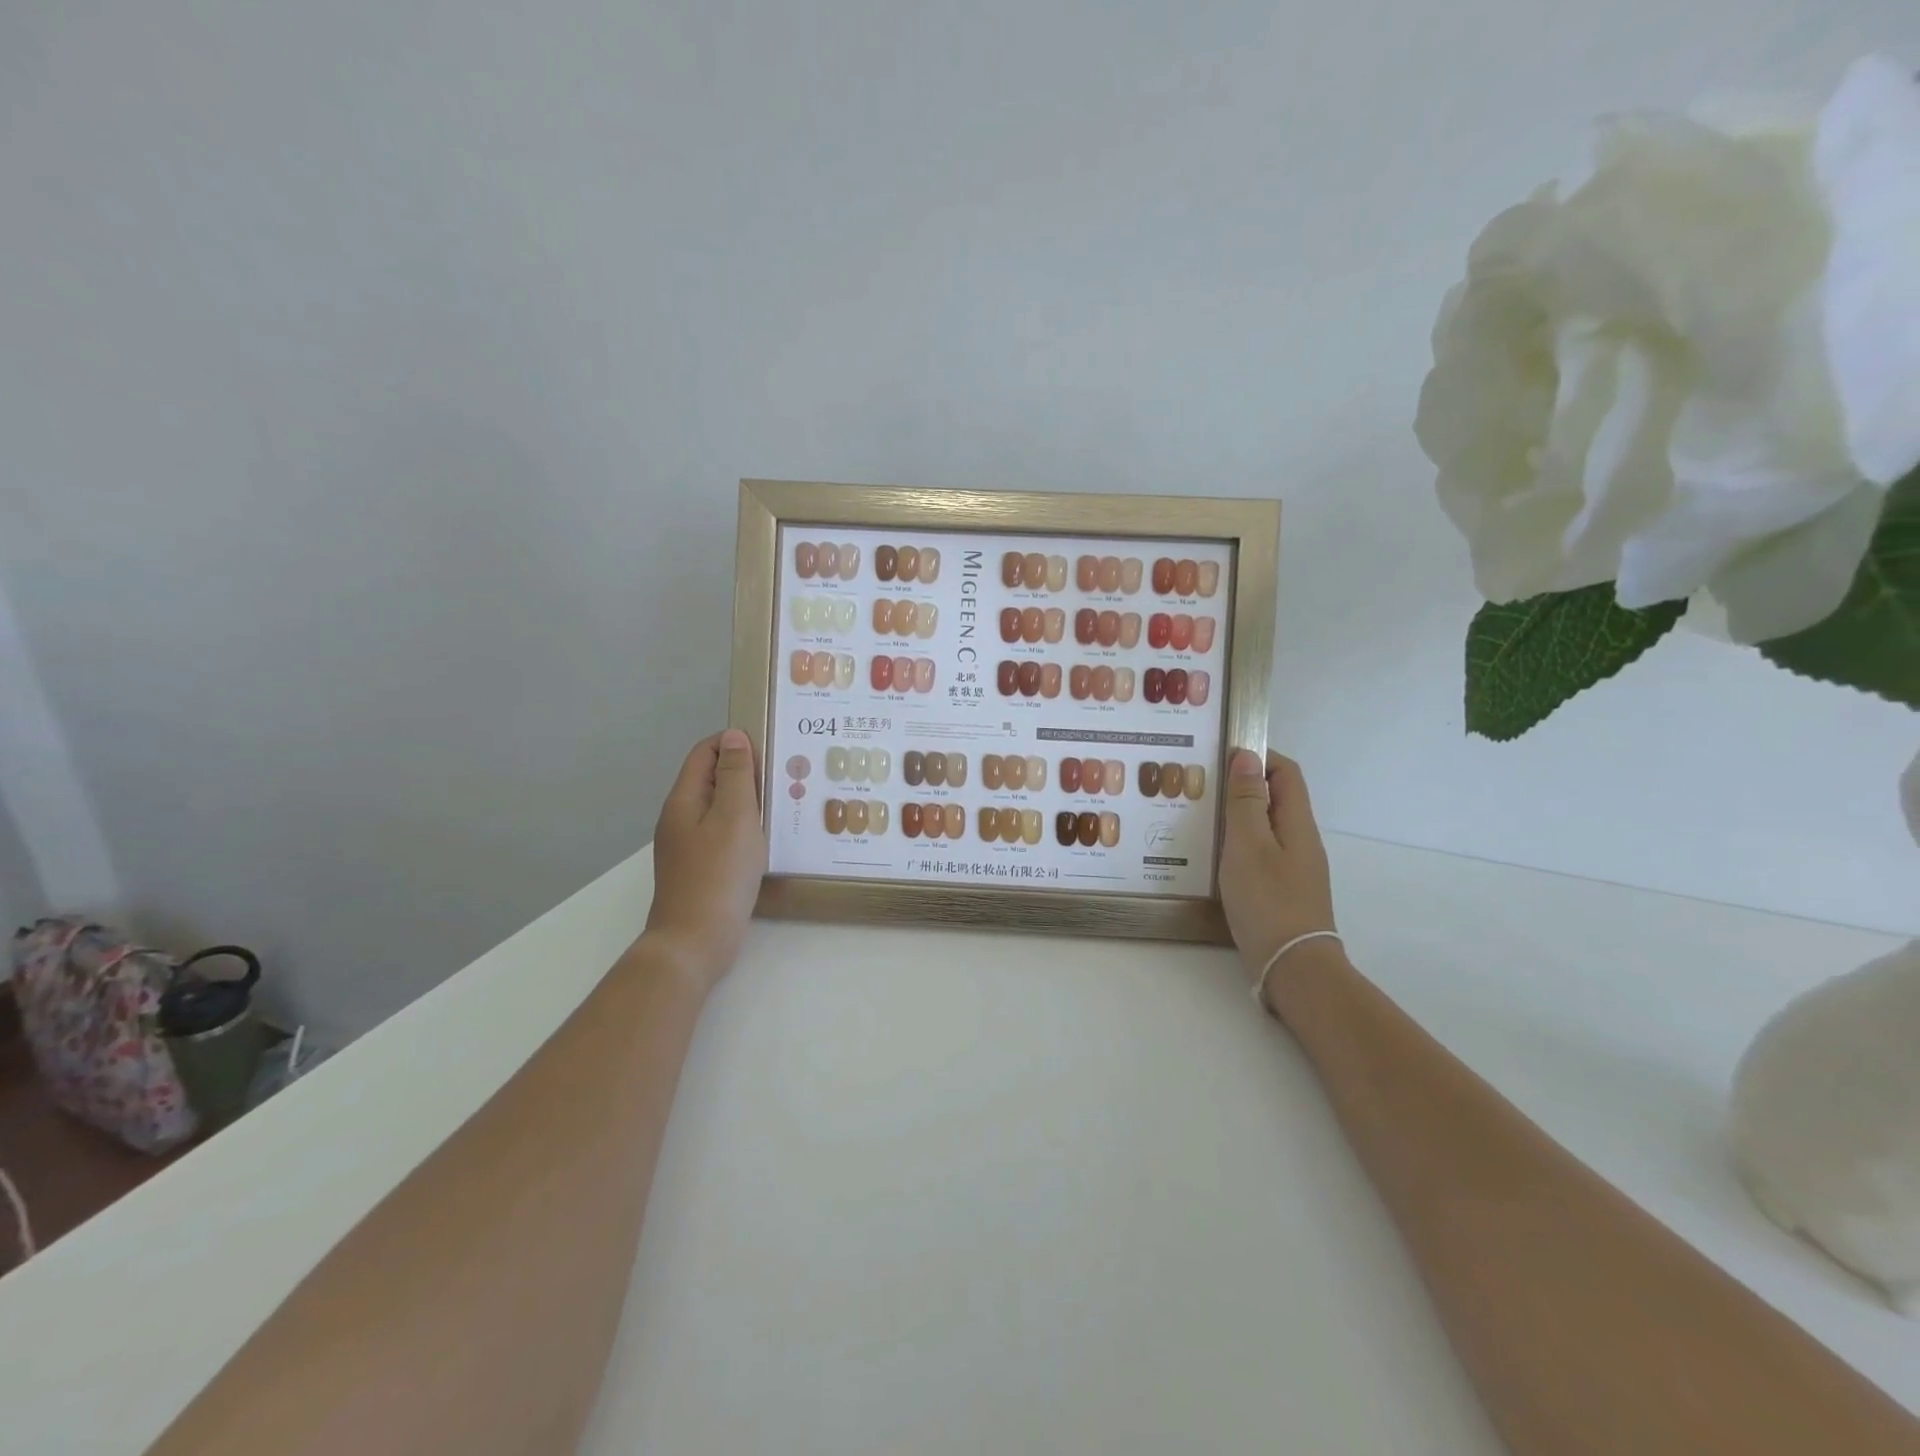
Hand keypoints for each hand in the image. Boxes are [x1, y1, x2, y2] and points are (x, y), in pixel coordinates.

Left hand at [644, 729, 768, 991]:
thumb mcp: (734, 817)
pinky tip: (770, 839)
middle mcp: (680, 818)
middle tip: (786, 775)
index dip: (734, 743)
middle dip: (746, 772)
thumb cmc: (718, 874)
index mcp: (683, 800)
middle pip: (712, 780)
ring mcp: (688, 846)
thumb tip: (733, 736)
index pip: (704, 753)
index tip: (771, 747)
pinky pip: (724, 835)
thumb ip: (736, 775)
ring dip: (749, 802)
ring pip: (720, 809)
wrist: (695, 941)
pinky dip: (746, 828)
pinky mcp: (701, 869)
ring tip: (785, 804)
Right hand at [1218, 749, 1341, 1005]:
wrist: (1293, 967)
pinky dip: (1237, 844)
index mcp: (1297, 823)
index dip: (1258, 756)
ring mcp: (1293, 867)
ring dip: (1236, 816)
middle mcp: (1300, 840)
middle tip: (1201, 787)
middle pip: (1275, 798)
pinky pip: (1260, 852)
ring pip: (1265, 826)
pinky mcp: (1282, 890)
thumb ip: (1246, 801)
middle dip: (1241, 785)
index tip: (1220, 757)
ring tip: (1198, 818)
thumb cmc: (1268, 900)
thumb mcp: (1248, 844)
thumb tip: (1247, 755)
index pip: (1286, 772)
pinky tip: (1212, 856)